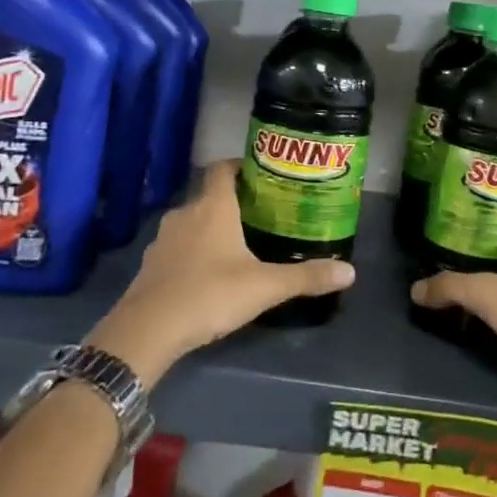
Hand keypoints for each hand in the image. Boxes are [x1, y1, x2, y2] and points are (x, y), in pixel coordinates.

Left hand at [88, 160, 354, 384]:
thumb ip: (306, 278)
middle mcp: (185, 214)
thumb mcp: (265, 287)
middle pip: (209, 196)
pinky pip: (177, 247)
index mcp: (213, 207)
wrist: (146, 331)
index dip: (240, 166)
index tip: (261, 174)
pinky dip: (193, 252)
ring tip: (237, 244)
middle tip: (260, 214)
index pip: (222, 168)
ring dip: (211, 228)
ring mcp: (163, 240)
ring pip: (192, 222)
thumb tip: (350, 271)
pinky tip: (208, 274)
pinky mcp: (150, 265)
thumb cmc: (209, 294)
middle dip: (233, 202)